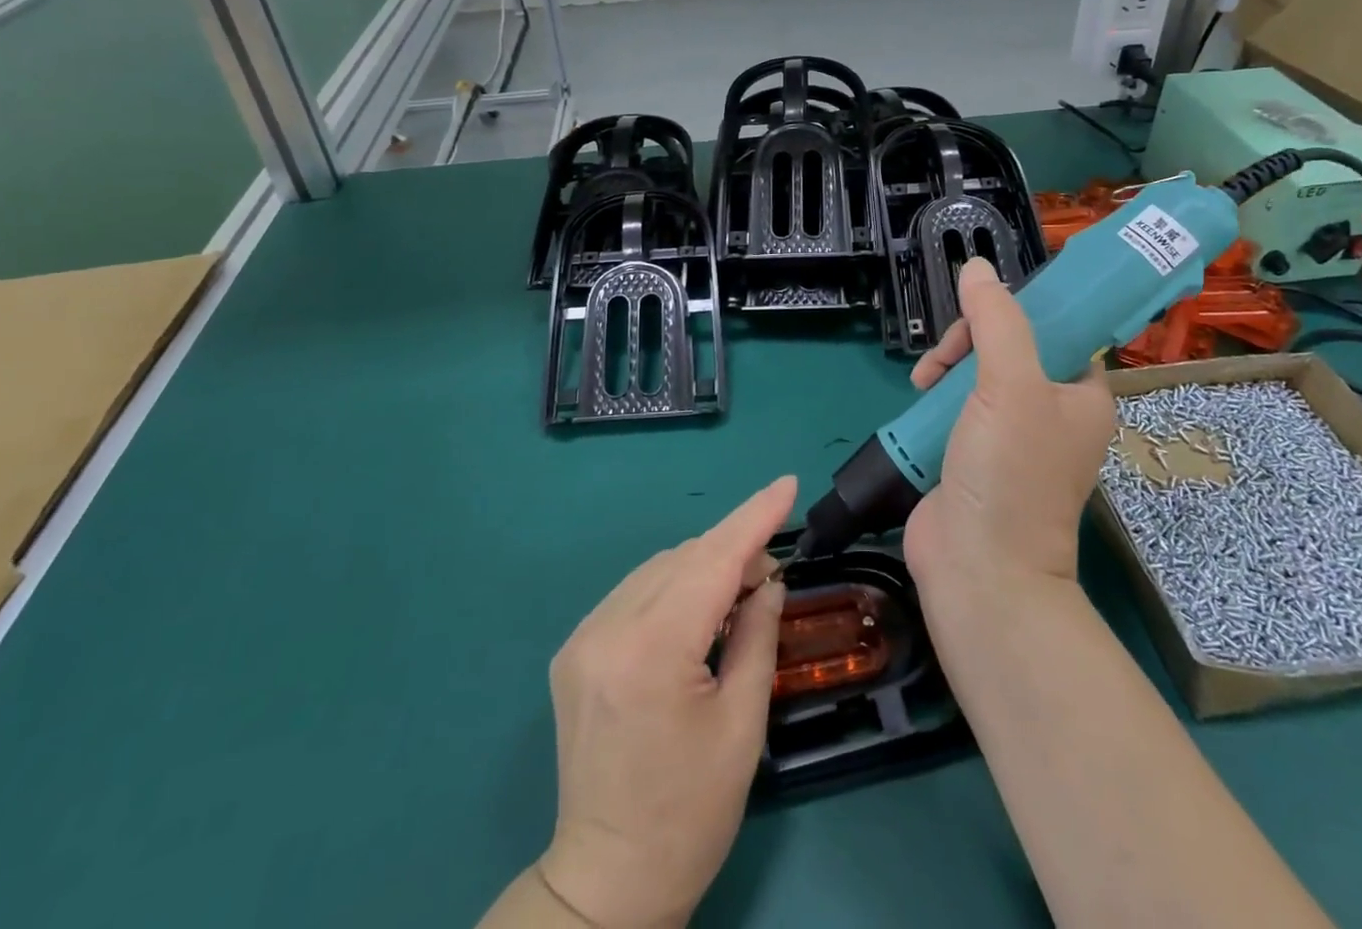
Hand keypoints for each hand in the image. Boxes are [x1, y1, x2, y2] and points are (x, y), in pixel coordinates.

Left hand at [536, 477, 796, 928]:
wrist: (608, 877)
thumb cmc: (691, 811)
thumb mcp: (742, 724)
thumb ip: (757, 634)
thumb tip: (767, 579)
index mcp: (651, 651)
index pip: (712, 560)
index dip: (754, 517)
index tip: (787, 483)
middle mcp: (607, 629)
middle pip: (684, 559)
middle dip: (733, 550)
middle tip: (770, 574)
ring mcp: (583, 637)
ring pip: (658, 570)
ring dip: (702, 567)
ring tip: (737, 595)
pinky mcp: (574, 649)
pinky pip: (634, 593)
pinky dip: (672, 587)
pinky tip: (694, 612)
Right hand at [903, 258, 1115, 590]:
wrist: (978, 569)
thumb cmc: (1010, 473)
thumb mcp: (1009, 385)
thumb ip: (996, 321)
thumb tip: (977, 267)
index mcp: (1080, 394)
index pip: (1055, 328)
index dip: (1017, 311)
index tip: (980, 311)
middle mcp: (1050, 411)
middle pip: (1006, 345)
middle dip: (969, 341)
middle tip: (945, 359)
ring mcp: (1009, 434)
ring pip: (975, 372)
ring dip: (946, 367)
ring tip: (923, 382)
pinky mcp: (972, 452)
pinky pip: (954, 404)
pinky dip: (934, 396)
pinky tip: (916, 399)